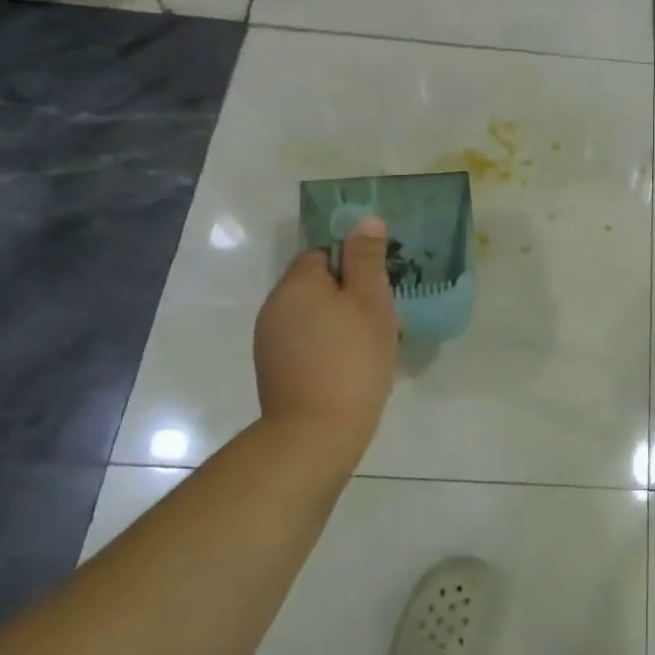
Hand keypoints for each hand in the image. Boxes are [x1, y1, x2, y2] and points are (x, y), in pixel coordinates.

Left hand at [254, 215, 398, 469]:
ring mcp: (270, 342)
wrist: (317, 434)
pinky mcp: (275, 371)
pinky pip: (307, 343)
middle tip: (384, 320)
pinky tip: (353, 368)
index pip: (323, 254)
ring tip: (373, 347)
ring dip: (342, 323)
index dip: (354, 265)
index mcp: (296, 284)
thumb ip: (367, 259)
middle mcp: (275, 307)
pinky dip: (330, 347)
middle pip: (318, 285)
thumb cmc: (351, 358)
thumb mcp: (370, 301)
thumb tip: (365, 220)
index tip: (378, 288)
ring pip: (314, 316)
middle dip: (351, 296)